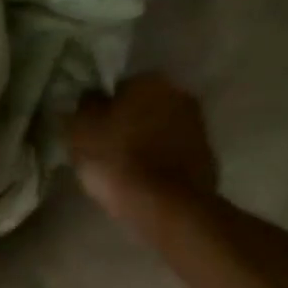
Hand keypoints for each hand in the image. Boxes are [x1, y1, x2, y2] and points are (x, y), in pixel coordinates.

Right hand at [69, 75, 218, 220]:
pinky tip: (143, 180)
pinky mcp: (207, 156)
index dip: (101, 109)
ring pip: (159, 129)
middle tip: (104, 148)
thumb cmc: (116, 160)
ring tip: (122, 168)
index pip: (117, 87)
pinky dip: (159, 161)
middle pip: (142, 106)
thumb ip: (84, 106)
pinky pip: (172, 153)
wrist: (166, 206)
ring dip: (144, 141)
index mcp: (149, 81)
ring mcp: (198, 126)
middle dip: (126, 122)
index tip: (89, 130)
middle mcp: (179, 94)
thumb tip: (91, 97)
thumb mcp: (80, 129)